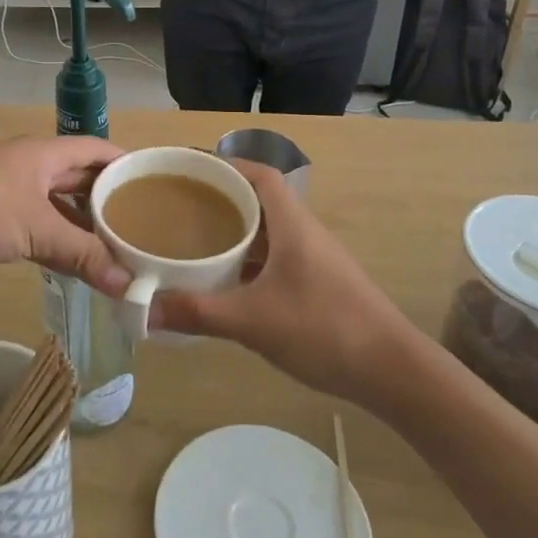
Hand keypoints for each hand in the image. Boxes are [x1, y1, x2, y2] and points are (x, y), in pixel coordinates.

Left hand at [0, 137, 129, 288]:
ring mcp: (10, 191)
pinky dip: (57, 242)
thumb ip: (82, 255)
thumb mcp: (36, 229)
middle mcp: (31, 166)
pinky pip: (36, 226)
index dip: (126, 164)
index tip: (155, 186)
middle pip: (79, 179)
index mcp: (46, 153)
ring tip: (115, 249)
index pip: (98, 150)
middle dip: (108, 201)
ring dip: (82, 226)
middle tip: (141, 227)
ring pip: (57, 206)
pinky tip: (74, 264)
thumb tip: (128, 286)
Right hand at [142, 161, 411, 402]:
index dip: (227, 166)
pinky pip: (276, 258)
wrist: (392, 371)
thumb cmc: (324, 329)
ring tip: (195, 240)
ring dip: (236, 232)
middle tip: (181, 208)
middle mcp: (304, 233)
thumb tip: (145, 309)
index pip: (260, 175)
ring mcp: (314, 260)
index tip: (190, 171)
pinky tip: (227, 282)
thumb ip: (198, 312)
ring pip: (268, 232)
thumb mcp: (253, 321)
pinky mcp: (318, 284)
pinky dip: (249, 261)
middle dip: (222, 199)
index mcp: (292, 224)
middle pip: (260, 200)